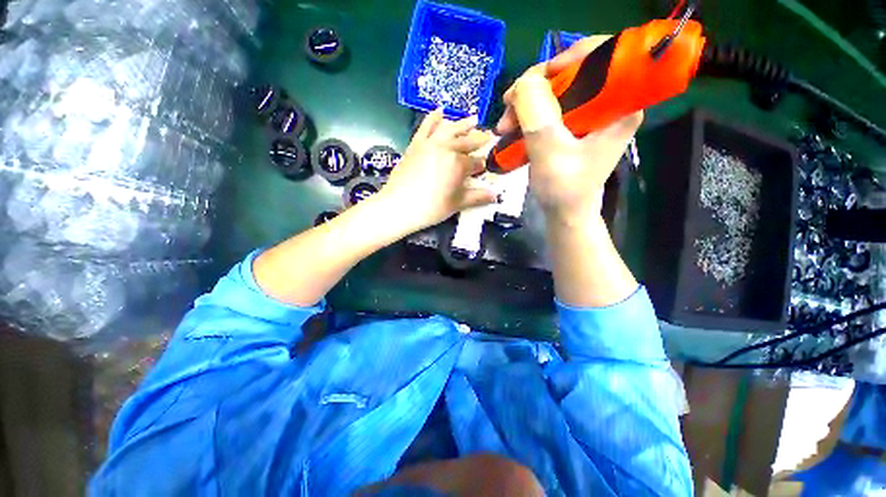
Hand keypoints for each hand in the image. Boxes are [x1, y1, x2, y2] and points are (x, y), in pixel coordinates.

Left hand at [379, 108, 496, 231]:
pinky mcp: (416, 144)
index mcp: (458, 164)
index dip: (481, 165)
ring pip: (450, 129)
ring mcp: (430, 144)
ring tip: (473, 119)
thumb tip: (496, 196)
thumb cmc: (431, 207)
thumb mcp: (457, 204)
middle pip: (466, 142)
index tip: (484, 167)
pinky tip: (440, 110)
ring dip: (463, 124)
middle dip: (478, 139)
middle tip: (487, 136)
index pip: (475, 162)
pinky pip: (426, 127)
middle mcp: (446, 148)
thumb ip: (477, 198)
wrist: (399, 205)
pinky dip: (433, 118)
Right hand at [495, 36, 642, 220]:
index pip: (604, 56)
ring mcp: (590, 114)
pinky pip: (550, 106)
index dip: (570, 56)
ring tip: (505, 126)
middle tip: (509, 108)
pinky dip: (529, 114)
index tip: (538, 80)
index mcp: (619, 105)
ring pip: (557, 89)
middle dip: (537, 86)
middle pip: (574, 71)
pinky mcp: (574, 125)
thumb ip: (537, 115)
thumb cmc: (564, 189)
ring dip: (526, 103)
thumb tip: (524, 81)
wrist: (564, 213)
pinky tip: (512, 128)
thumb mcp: (549, 152)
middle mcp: (609, 103)